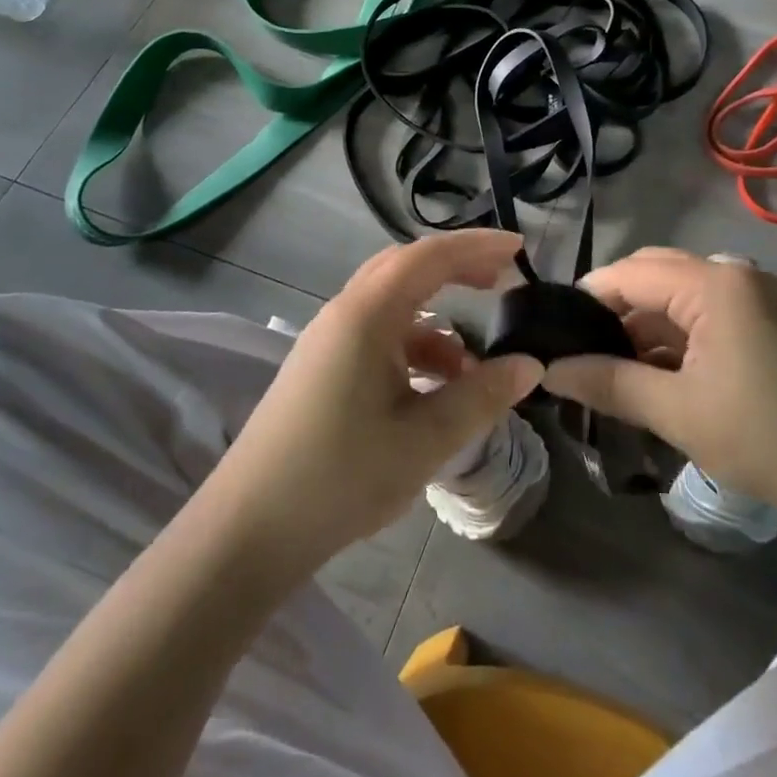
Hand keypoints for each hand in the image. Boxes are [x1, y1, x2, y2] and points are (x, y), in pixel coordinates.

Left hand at [206, 230, 541, 576]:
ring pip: (391, 305)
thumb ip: (481, 396)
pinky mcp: (320, 367)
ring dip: (435, 319)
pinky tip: (433, 387)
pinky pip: (376, 335)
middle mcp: (344, 313)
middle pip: (406, 268)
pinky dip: (412, 347)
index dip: (477, 246)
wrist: (247, 530)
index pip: (429, 256)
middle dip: (456, 269)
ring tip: (473, 363)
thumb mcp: (424, 440)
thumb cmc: (340, 477)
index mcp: (367, 315)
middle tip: (500, 283)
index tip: (519, 249)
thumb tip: (529, 364)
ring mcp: (327, 340)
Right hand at [543, 248, 776, 533]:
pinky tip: (650, 370)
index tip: (552, 334)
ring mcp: (752, 294)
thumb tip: (548, 371)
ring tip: (606, 366)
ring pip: (675, 294)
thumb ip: (607, 383)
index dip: (585, 300)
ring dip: (641, 325)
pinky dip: (672, 335)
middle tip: (577, 352)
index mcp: (713, 283)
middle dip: (612, 310)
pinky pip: (701, 311)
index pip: (628, 274)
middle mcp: (733, 272)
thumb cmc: (765, 439)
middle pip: (651, 274)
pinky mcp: (763, 318)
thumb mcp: (676, 412)